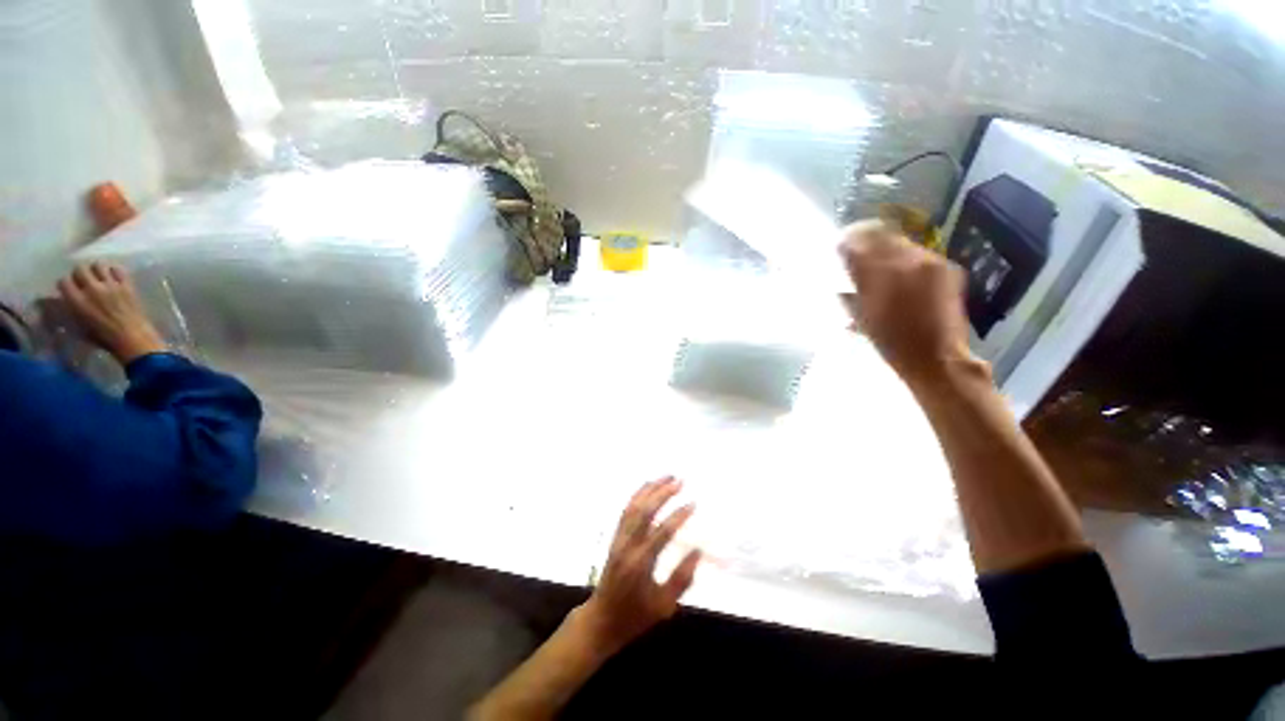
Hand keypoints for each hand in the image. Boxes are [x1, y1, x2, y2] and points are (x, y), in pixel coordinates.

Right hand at [57, 262, 167, 364]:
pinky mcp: (127, 285)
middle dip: (80, 273)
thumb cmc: (103, 337)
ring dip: (97, 270)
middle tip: (84, 281)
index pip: (63, 281)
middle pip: (80, 268)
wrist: (132, 338)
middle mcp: (92, 289)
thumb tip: (66, 300)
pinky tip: (114, 278)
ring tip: (99, 278)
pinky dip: (115, 271)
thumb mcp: (79, 327)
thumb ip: (72, 310)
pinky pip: (118, 269)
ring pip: (98, 265)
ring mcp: (111, 285)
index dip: (65, 284)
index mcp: (77, 301)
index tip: (69, 288)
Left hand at [579, 477, 701, 654]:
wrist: (602, 619)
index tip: (693, 503)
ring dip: (651, 489)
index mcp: (641, 564)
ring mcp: (619, 539)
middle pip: (645, 512)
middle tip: (680, 481)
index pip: (662, 532)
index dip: (679, 516)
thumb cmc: (635, 616)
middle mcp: (628, 546)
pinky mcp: (615, 537)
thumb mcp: (663, 606)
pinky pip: (626, 510)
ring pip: (634, 506)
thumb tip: (698, 551)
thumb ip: (682, 578)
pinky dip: (637, 495)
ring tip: (667, 477)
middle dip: (663, 493)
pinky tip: (648, 487)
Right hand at [838, 220, 976, 384]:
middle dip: (865, 239)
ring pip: (900, 241)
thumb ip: (850, 292)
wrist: (937, 358)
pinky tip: (899, 272)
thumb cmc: (891, 343)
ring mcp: (930, 262)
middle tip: (855, 250)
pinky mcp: (946, 267)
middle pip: (881, 235)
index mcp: (881, 275)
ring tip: (876, 262)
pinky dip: (904, 257)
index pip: (858, 243)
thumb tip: (840, 277)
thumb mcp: (862, 318)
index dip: (846, 242)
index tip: (838, 247)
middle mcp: (907, 260)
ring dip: (885, 247)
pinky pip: (918, 252)